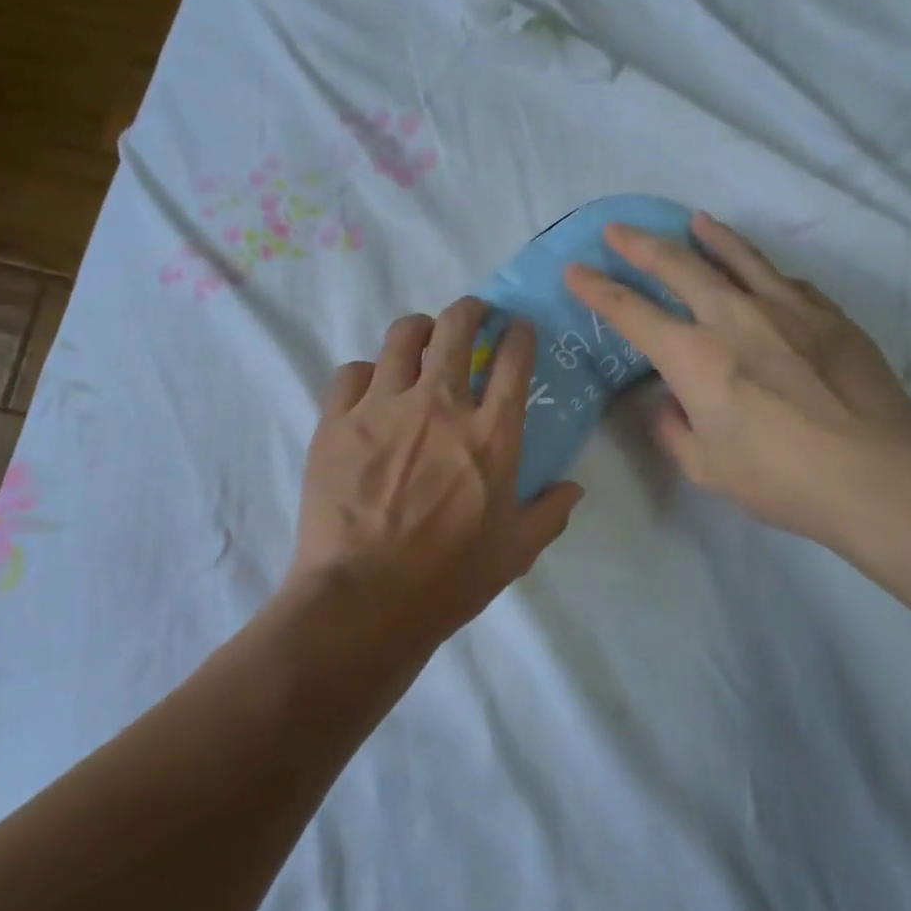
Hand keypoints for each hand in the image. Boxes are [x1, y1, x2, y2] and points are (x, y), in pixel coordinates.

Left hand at [288, 299, 585, 649]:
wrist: (364, 601)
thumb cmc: (448, 580)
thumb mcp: (514, 552)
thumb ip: (549, 513)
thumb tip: (574, 488)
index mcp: (490, 434)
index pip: (513, 359)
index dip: (519, 334)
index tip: (517, 329)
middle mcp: (439, 405)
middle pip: (455, 326)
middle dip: (469, 310)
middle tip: (472, 315)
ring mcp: (383, 407)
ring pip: (401, 336)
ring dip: (418, 331)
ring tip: (420, 340)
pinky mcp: (336, 421)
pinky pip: (351, 373)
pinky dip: (366, 374)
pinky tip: (370, 391)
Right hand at [565, 212, 910, 545]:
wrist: (877, 475)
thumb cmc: (780, 477)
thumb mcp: (705, 466)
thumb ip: (674, 428)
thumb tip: (670, 401)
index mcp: (694, 356)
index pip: (630, 312)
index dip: (596, 289)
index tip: (575, 270)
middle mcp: (734, 317)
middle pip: (679, 265)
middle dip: (640, 245)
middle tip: (617, 228)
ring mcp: (787, 309)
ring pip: (739, 257)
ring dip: (709, 236)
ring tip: (694, 219)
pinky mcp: (829, 315)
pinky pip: (786, 282)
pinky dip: (763, 272)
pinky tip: (762, 274)